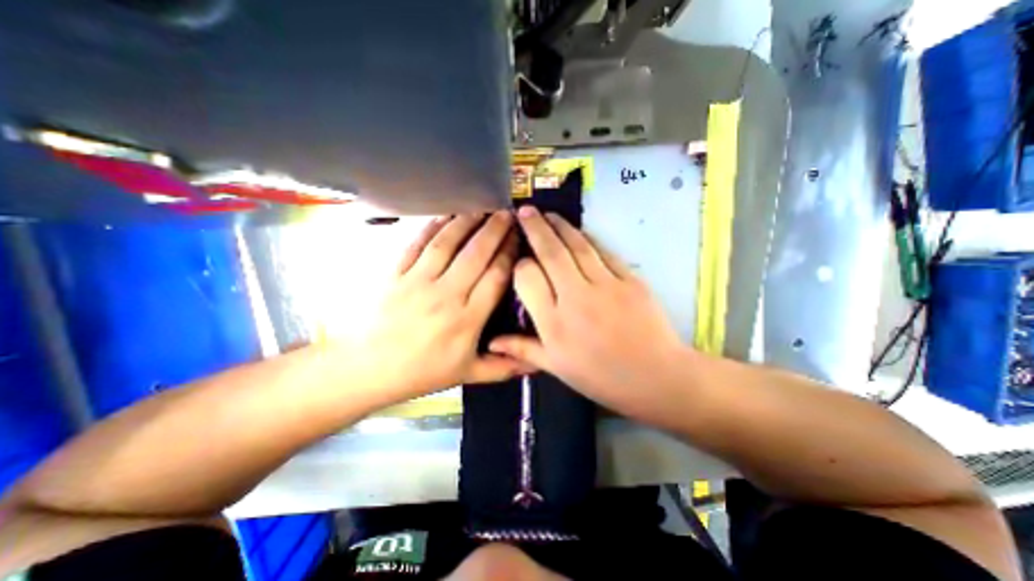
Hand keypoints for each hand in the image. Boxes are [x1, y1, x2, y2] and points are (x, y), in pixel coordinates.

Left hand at [358, 211, 531, 402]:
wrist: (368, 369)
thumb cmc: (422, 372)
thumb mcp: (467, 374)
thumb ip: (504, 367)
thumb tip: (539, 364)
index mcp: (467, 319)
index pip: (495, 277)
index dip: (509, 254)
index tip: (519, 239)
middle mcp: (446, 295)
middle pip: (475, 255)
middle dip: (494, 231)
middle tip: (508, 213)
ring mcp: (418, 281)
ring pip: (447, 244)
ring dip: (467, 222)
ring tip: (482, 208)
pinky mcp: (395, 274)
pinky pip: (417, 245)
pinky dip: (432, 227)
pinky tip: (445, 215)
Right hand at [489, 206, 689, 420]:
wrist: (656, 377)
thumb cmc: (601, 377)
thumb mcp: (557, 368)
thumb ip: (523, 349)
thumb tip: (490, 342)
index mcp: (554, 324)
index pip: (528, 278)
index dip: (521, 264)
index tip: (520, 259)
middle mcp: (576, 298)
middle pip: (551, 253)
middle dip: (535, 228)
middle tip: (525, 210)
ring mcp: (606, 286)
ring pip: (577, 246)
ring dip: (560, 226)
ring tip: (548, 213)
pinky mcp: (630, 280)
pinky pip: (604, 252)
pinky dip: (589, 238)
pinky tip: (579, 231)